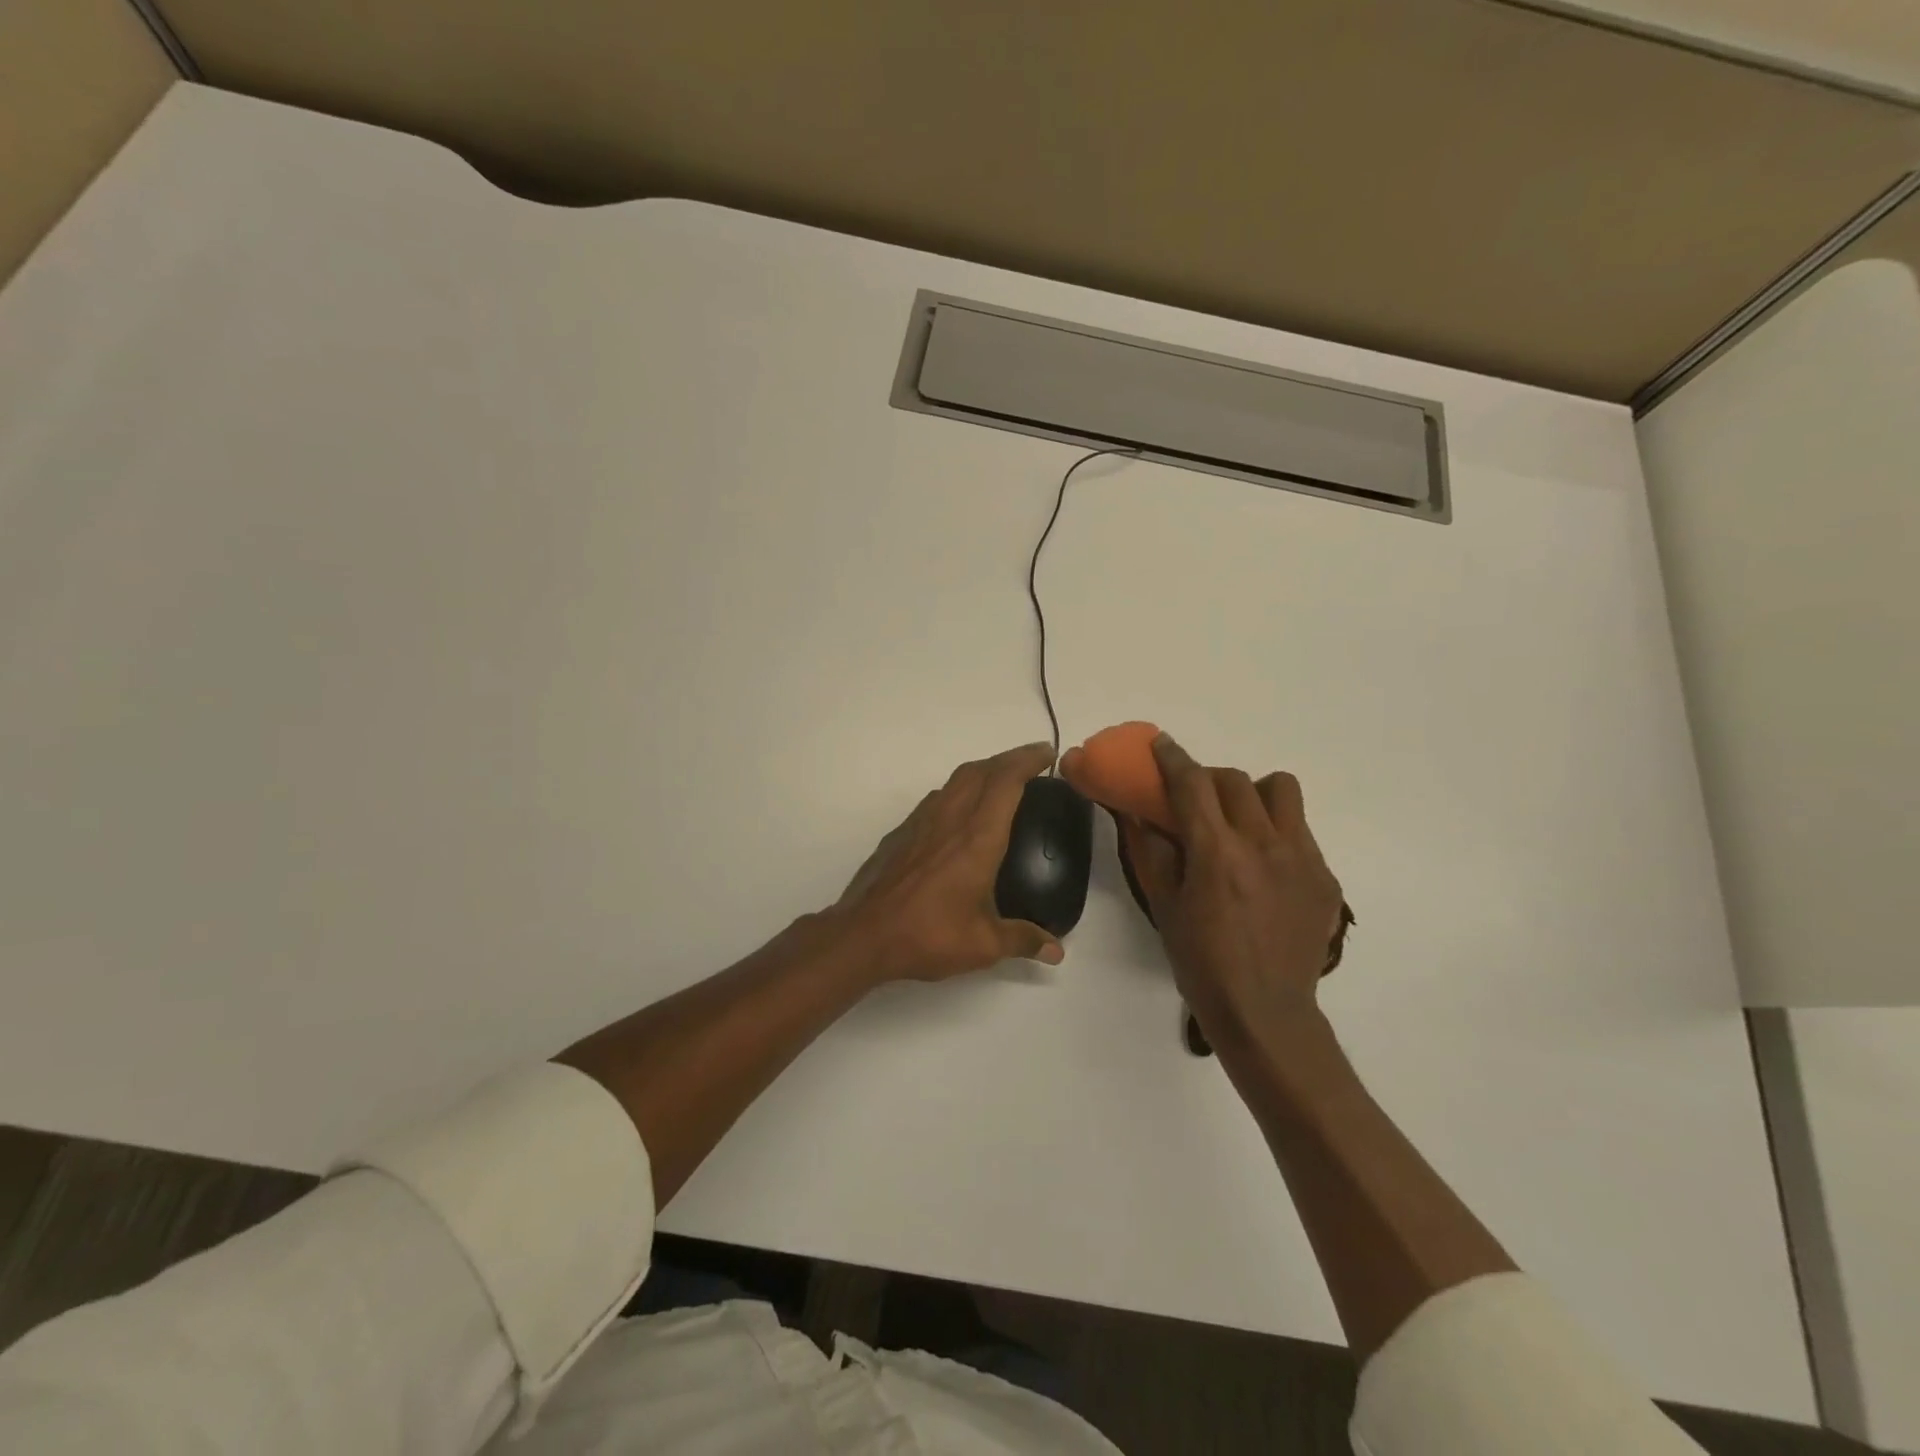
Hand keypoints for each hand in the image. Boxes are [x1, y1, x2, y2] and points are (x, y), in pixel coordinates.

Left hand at [831, 742, 1065, 982]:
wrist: (863, 935)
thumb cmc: (928, 935)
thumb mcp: (983, 945)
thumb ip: (1022, 940)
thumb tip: (1055, 950)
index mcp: (977, 838)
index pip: (1006, 782)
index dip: (1027, 760)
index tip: (1047, 753)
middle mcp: (950, 819)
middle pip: (981, 770)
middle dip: (1008, 758)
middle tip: (1031, 762)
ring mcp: (921, 822)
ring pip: (955, 780)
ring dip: (982, 771)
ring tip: (1000, 781)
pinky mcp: (901, 833)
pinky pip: (936, 798)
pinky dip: (957, 791)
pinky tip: (960, 813)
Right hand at [1066, 733, 1346, 1037]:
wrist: (1266, 1012)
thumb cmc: (1202, 962)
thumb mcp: (1163, 906)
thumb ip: (1149, 851)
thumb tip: (1135, 812)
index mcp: (1216, 853)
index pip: (1192, 784)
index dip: (1172, 757)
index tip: (1161, 744)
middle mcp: (1262, 844)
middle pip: (1235, 780)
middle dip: (1208, 779)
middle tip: (1195, 799)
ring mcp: (1301, 858)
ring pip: (1281, 790)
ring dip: (1253, 793)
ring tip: (1241, 820)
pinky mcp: (1324, 876)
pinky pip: (1300, 830)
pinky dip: (1276, 832)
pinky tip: (1264, 867)